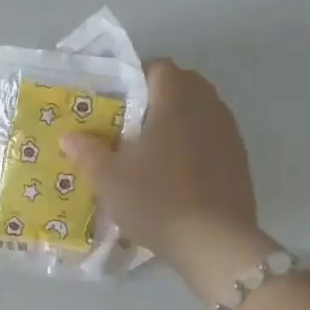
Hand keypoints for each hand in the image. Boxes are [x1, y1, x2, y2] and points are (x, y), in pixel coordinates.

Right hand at [60, 58, 270, 298]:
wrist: (214, 242)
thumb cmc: (155, 199)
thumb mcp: (108, 178)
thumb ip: (87, 151)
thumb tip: (69, 135)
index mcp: (175, 102)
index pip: (160, 67)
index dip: (137, 77)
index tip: (118, 100)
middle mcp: (207, 108)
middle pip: (185, 84)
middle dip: (159, 96)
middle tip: (131, 123)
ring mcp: (229, 134)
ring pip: (202, 111)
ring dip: (180, 120)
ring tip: (152, 149)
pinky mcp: (240, 161)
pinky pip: (214, 137)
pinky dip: (196, 144)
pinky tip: (177, 173)